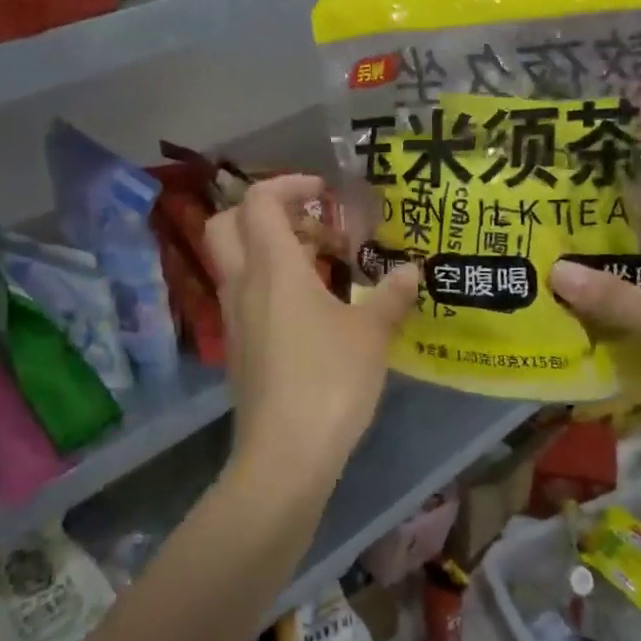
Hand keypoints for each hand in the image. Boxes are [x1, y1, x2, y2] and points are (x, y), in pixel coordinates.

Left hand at [204, 176, 419, 489]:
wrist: (284, 455)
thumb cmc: (329, 380)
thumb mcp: (371, 334)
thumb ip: (390, 295)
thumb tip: (412, 271)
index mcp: (273, 267)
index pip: (259, 201)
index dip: (288, 184)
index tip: (324, 192)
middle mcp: (243, 285)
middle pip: (228, 224)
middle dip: (266, 211)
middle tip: (312, 222)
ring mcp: (235, 318)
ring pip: (236, 261)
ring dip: (272, 249)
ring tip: (323, 264)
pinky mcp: (239, 348)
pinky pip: (246, 295)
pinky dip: (271, 283)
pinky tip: (312, 308)